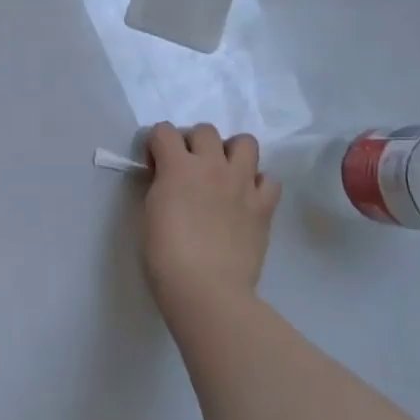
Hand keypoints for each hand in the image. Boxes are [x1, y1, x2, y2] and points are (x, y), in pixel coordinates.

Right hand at [141, 123, 280, 323]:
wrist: (206, 289)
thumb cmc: (165, 256)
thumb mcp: (150, 212)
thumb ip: (161, 186)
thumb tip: (169, 179)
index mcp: (178, 167)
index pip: (164, 131)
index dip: (156, 145)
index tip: (154, 166)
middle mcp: (212, 166)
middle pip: (205, 130)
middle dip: (192, 143)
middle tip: (187, 168)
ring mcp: (242, 184)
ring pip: (245, 142)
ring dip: (230, 152)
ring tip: (222, 173)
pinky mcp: (264, 206)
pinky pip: (269, 179)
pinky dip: (258, 183)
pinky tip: (246, 198)